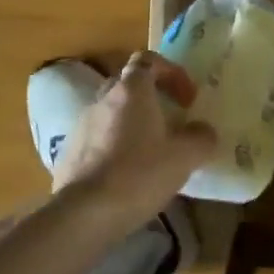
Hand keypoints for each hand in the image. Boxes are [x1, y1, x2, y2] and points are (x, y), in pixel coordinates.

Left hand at [53, 51, 216, 229]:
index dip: (172, 73)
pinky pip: (98, 137)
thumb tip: (203, 131)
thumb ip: (201, 138)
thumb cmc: (140, 174)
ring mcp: (82, 124)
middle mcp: (103, 99)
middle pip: (128, 84)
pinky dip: (115, 145)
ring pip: (112, 112)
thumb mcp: (185, 157)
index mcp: (132, 91)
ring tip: (152, 150)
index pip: (148, 60)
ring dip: (133, 122)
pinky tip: (128, 173)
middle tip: (172, 121)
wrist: (85, 213)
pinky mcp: (69, 152)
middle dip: (152, 97)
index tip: (188, 99)